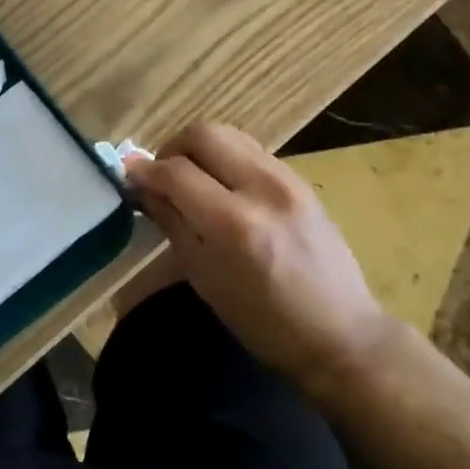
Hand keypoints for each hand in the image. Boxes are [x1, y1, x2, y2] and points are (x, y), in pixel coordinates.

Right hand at [125, 123, 394, 405]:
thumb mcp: (204, 278)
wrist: (341, 335)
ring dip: (200, 150)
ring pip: (228, 134)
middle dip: (172, 148)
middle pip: (203, 134)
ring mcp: (287, 179)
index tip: (128, 176)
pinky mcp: (300, 179)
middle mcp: (262, 188)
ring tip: (191, 180)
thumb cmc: (263, 322)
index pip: (176, 172)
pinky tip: (222, 187)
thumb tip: (141, 185)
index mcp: (234, 224)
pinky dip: (226, 158)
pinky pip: (250, 150)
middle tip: (163, 177)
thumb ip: (172, 222)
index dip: (145, 171)